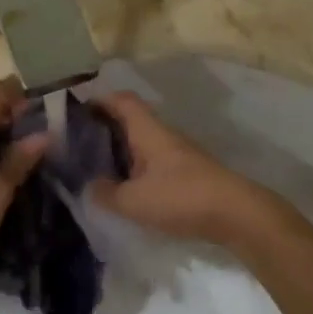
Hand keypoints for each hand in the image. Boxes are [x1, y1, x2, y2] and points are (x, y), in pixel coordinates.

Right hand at [86, 92, 280, 246]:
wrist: (236, 213)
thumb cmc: (181, 197)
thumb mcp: (134, 201)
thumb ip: (106, 193)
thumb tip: (90, 187)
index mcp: (148, 131)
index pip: (122, 100)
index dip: (99, 100)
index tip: (76, 112)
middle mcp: (163, 135)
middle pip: (130, 120)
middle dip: (105, 127)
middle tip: (78, 143)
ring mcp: (178, 153)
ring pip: (142, 142)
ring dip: (120, 149)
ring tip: (96, 167)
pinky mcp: (187, 173)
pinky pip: (153, 161)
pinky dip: (136, 167)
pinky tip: (126, 187)